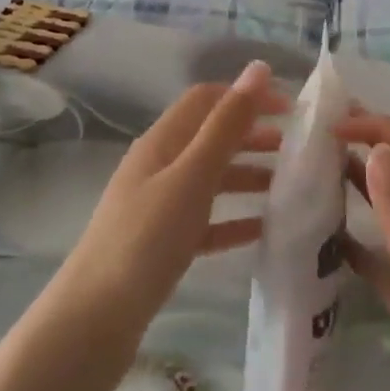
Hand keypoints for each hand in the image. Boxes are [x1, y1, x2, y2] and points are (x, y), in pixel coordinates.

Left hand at [54, 61, 284, 340]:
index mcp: (162, 141)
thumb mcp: (193, 176)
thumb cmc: (146, 239)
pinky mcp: (161, 245)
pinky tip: (263, 230)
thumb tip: (258, 68)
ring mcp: (158, 206)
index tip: (291, 111)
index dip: (248, 96)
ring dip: (248, 175)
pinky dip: (234, 219)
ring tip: (288, 188)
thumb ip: (227, 124)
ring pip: (211, 178)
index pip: (208, 99)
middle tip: (296, 150)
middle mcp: (159, 166)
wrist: (93, 322)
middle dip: (253, 135)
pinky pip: (206, 220)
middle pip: (211, 137)